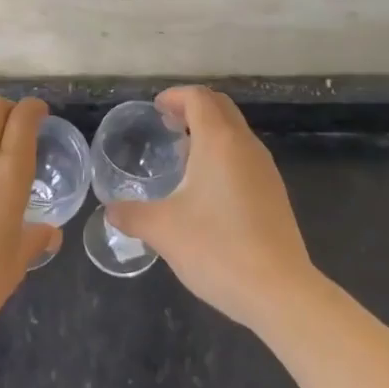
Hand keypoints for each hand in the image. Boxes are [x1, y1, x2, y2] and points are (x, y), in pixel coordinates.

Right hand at [105, 86, 319, 329]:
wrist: (278, 291)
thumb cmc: (216, 248)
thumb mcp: (162, 230)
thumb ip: (131, 215)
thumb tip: (110, 210)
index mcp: (219, 141)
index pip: (199, 98)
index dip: (176, 97)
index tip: (156, 109)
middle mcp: (246, 146)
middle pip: (221, 107)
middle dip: (193, 108)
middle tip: (167, 125)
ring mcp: (265, 169)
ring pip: (236, 132)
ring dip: (210, 132)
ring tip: (183, 156)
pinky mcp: (274, 193)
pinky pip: (245, 156)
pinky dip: (223, 155)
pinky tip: (206, 189)